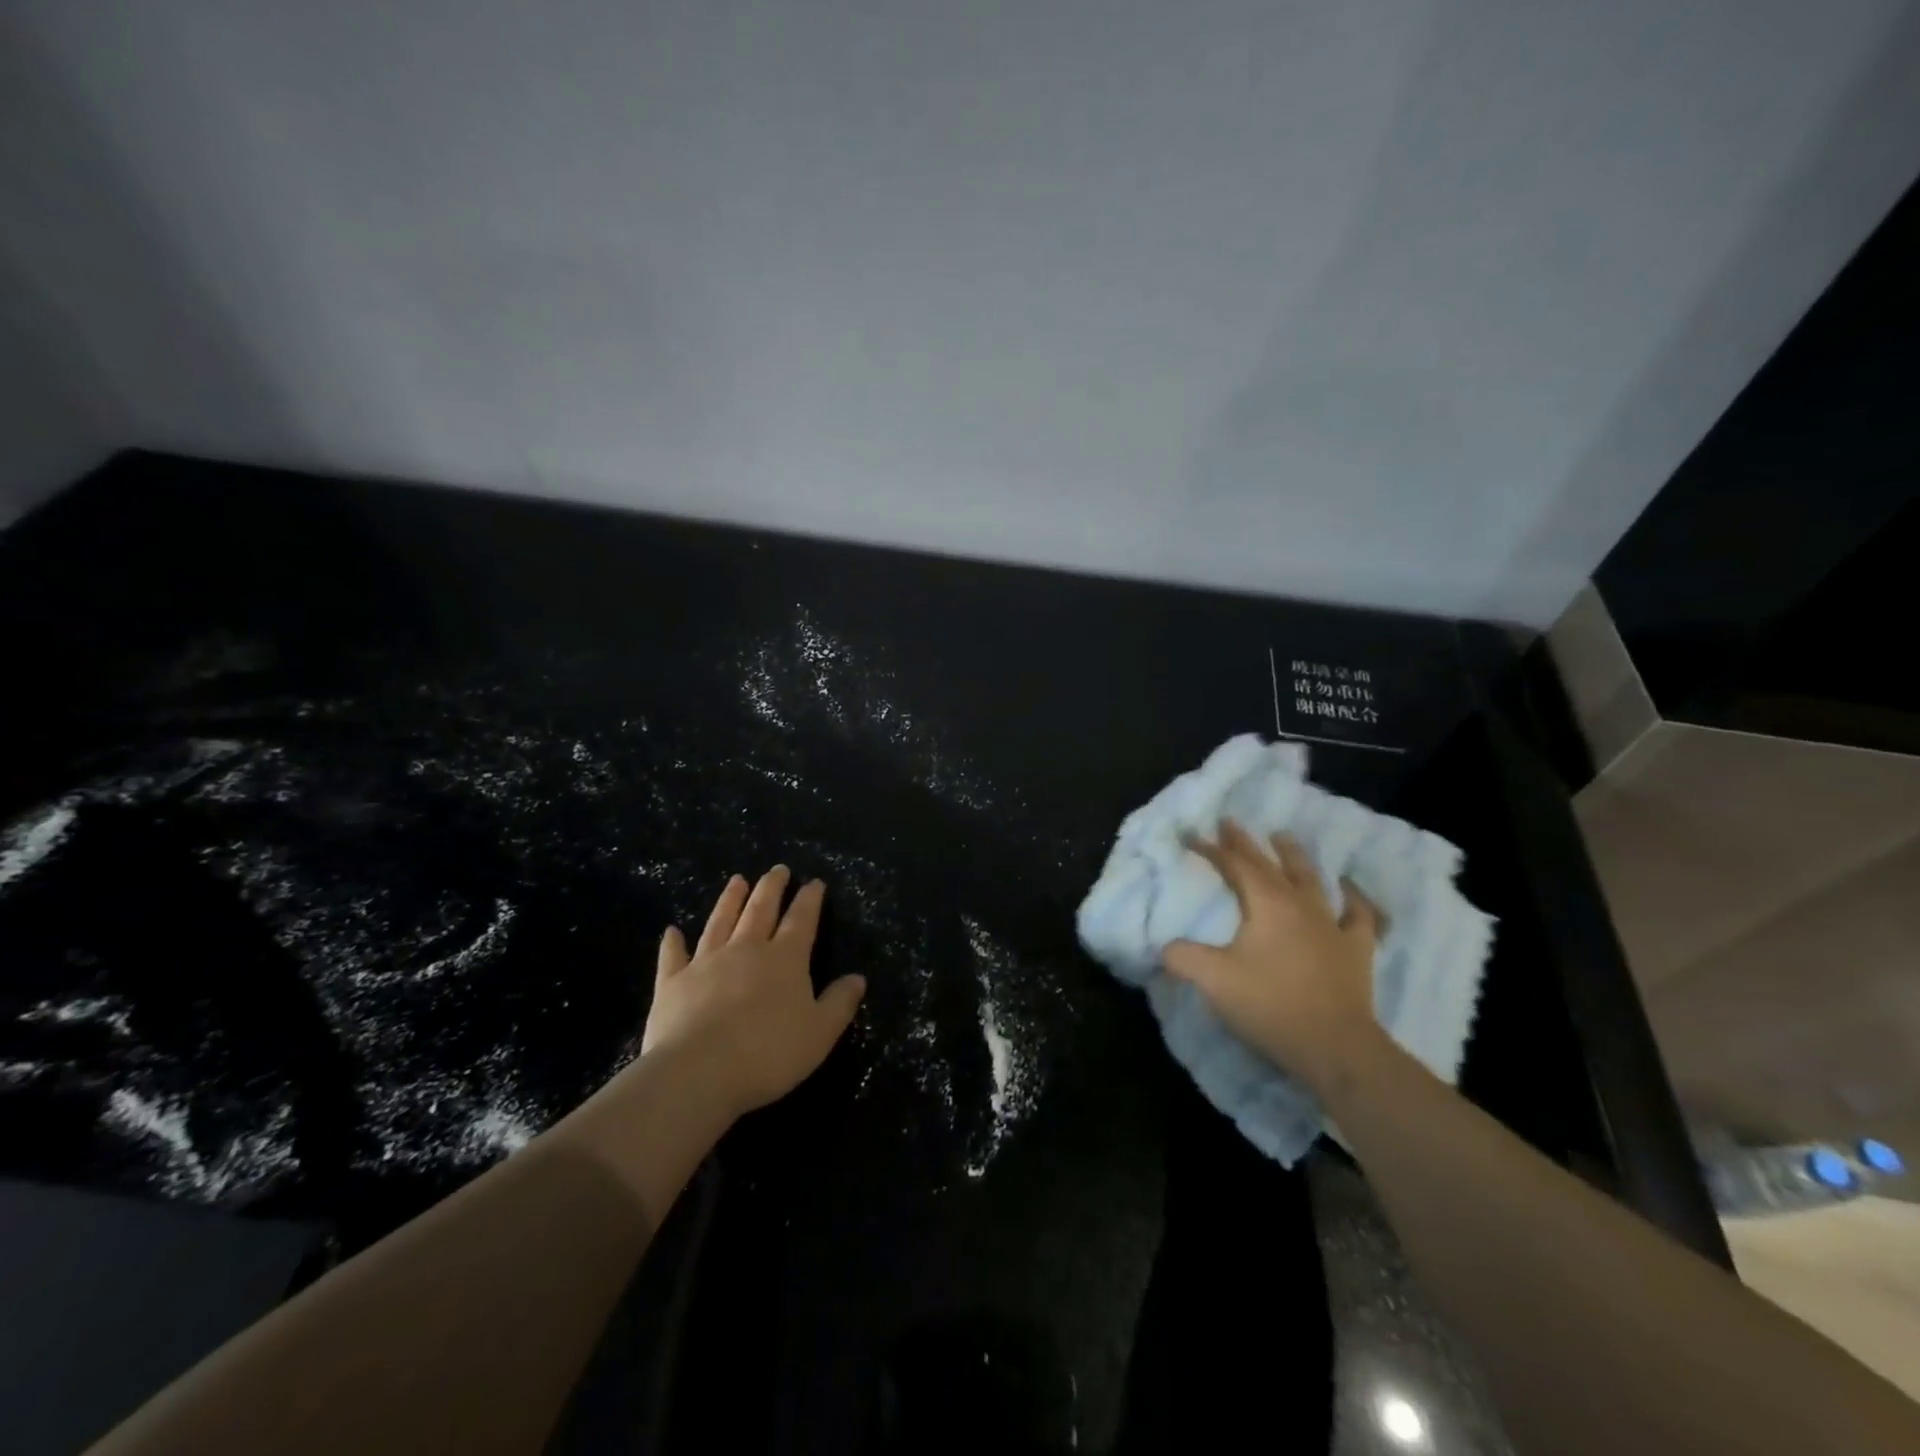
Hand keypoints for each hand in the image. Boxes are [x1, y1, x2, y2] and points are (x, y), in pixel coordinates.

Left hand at [641, 866, 866, 1118]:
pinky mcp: (672, 983)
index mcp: (785, 959)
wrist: (699, 1072)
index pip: (801, 920)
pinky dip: (673, 943)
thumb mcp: (820, 1033)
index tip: (815, 882)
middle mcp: (746, 950)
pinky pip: (673, 956)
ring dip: (730, 900)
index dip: (810, 899)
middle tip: (778, 869)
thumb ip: (839, 1003)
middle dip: (772, 888)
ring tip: (737, 880)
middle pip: (761, 910)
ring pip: (720, 922)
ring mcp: (706, 963)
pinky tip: (672, 931)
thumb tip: (858, 978)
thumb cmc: (768, 1053)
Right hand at [1162, 821, 1383, 1095]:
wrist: (1335, 1047)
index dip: (1211, 849)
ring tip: (1284, 836)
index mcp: (1266, 904)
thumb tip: (1165, 947)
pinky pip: (1359, 915)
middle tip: (1230, 822)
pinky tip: (1349, 889)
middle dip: (1246, 843)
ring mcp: (1332, 926)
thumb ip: (1183, 957)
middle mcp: (1300, 905)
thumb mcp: (1213, 980)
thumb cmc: (1271, 1005)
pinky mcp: (1356, 951)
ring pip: (1312, 879)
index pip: (1234, 866)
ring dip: (1295, 856)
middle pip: (1269, 865)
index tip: (1192, 835)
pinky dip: (1354, 898)